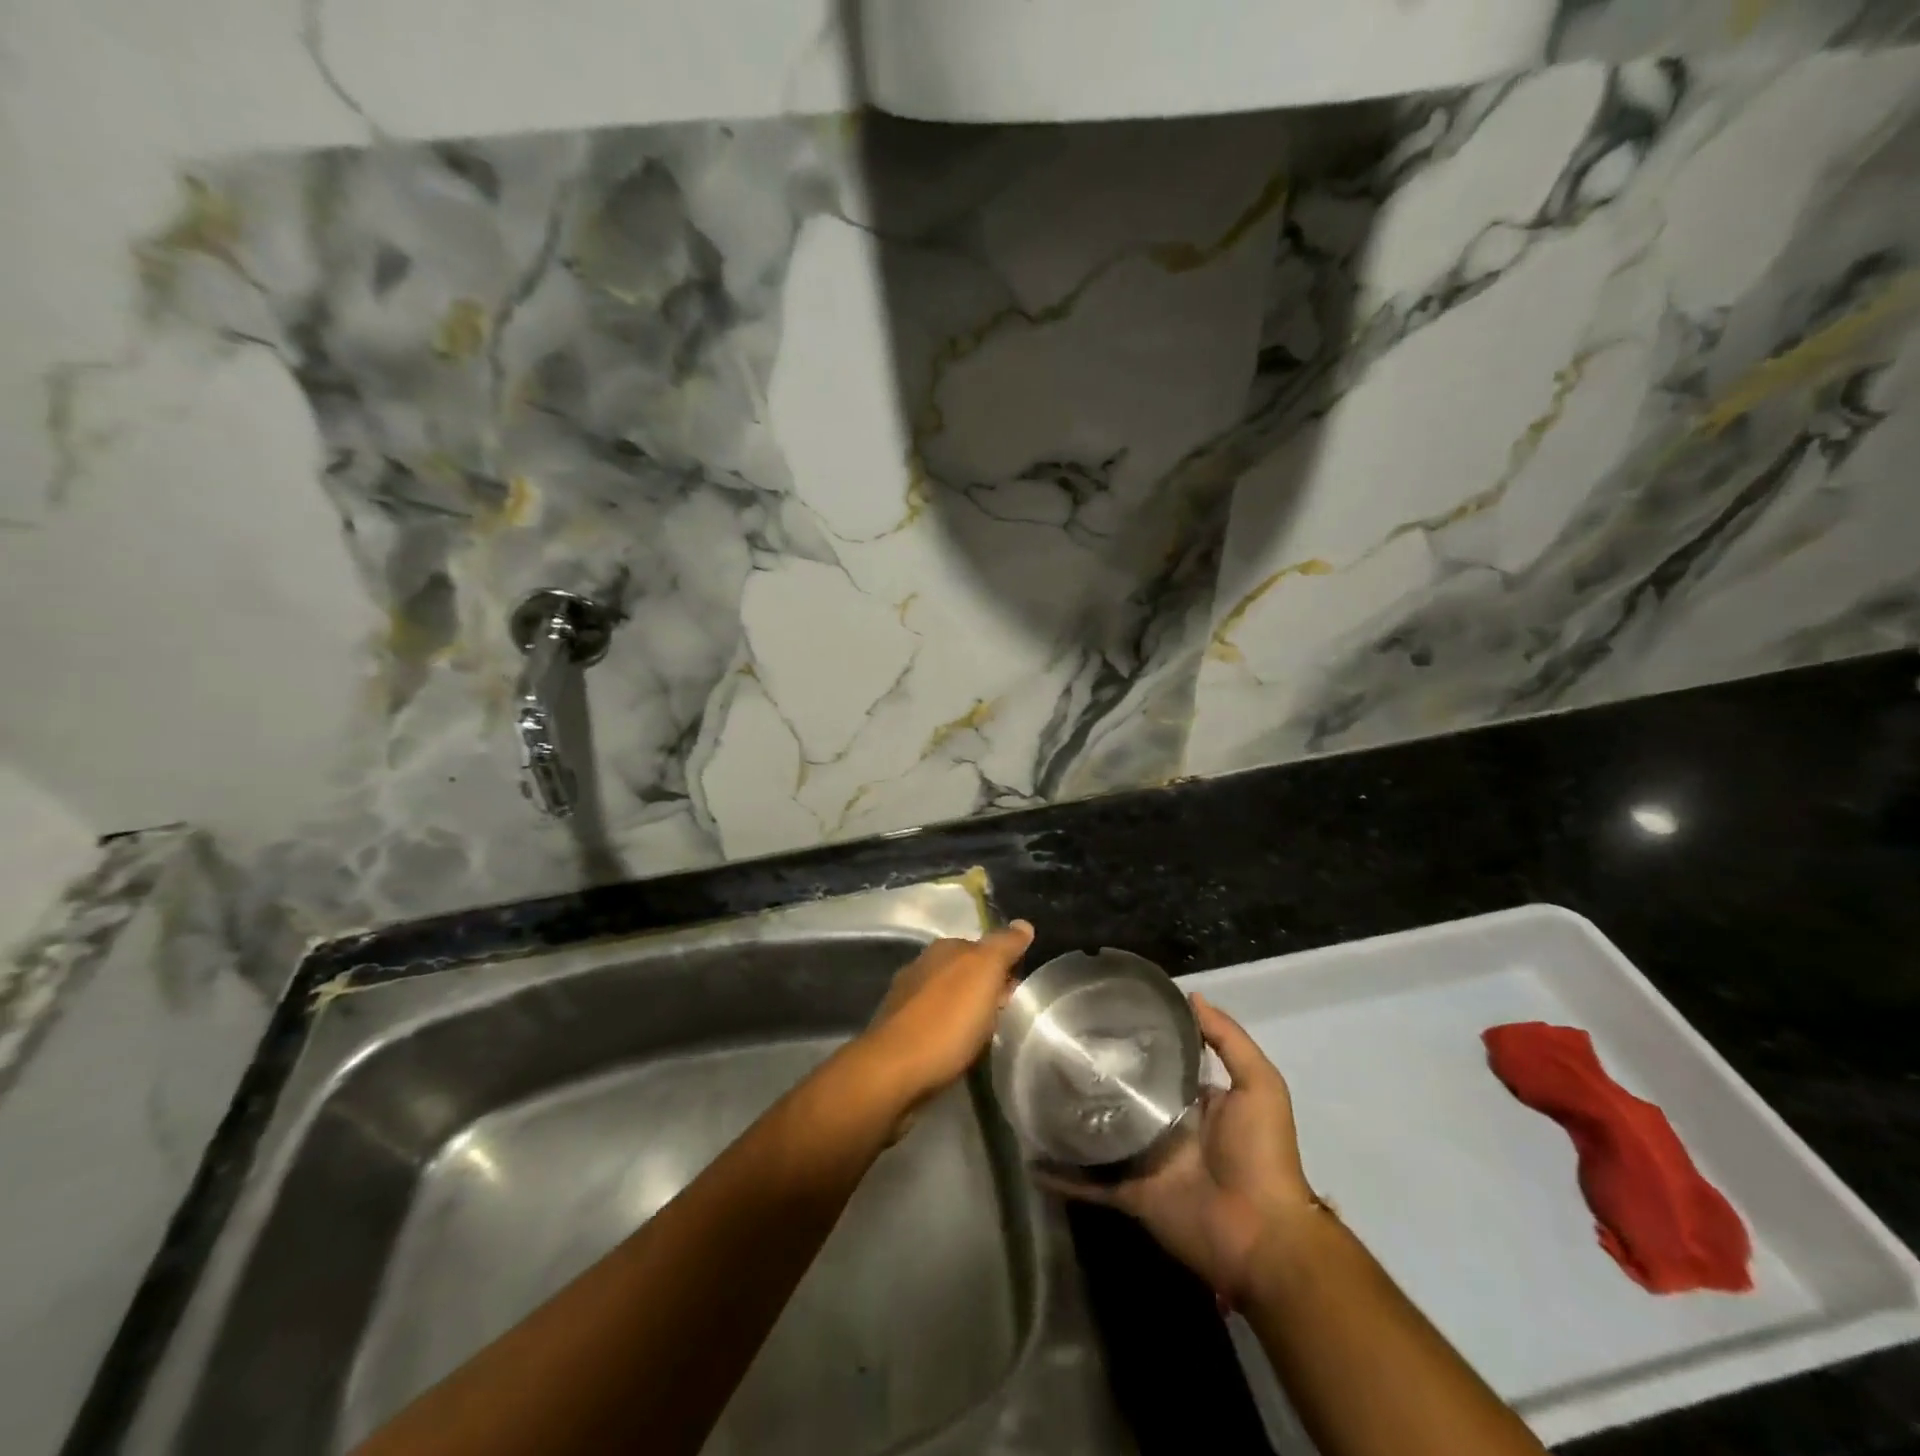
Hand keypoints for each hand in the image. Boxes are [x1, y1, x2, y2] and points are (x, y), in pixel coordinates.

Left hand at [859, 921, 1034, 1111]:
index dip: (1003, 966)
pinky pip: (934, 1021)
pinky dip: (947, 1029)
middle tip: (1004, 1015)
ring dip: (965, 1009)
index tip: (1018, 991)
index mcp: (944, 948)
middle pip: (964, 972)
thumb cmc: (946, 1020)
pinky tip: (955, 1046)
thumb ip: (1004, 946)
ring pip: (948, 997)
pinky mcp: (898, 1029)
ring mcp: (906, 997)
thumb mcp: (984, 973)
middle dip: (984, 988)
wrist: (894, 1070)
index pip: (983, 947)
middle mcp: (922, 965)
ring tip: (983, 1034)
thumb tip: (1023, 924)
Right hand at [1054, 994, 1319, 1306]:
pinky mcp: (1129, 1192)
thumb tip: (1191, 995)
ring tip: (1033, 1087)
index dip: (1136, 1038)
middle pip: (1125, 1094)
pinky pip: (1090, 1182)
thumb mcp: (1259, 1085)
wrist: (1260, 1234)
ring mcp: (1145, 1160)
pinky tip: (1032, 1157)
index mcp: (1195, 1101)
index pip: (1161, 1061)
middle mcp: (1166, 1125)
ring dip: (1074, 1117)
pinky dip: (1063, 1174)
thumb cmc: (1260, 1153)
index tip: (1101, 1012)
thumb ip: (1229, 1040)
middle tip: (1055, 1044)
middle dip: (1096, 1074)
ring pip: (1102, 1133)